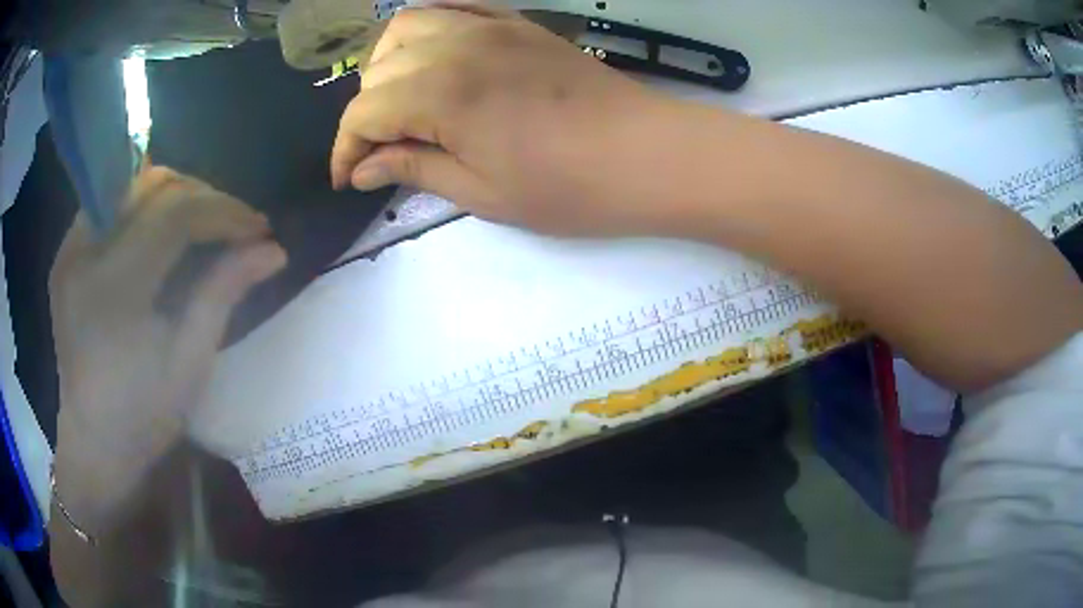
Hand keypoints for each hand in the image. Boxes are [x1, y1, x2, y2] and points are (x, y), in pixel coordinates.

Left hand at [50, 167, 286, 529]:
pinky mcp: (66, 251)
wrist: (91, 441)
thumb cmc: (142, 417)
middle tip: (234, 223)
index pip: (175, 214)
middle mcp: (85, 253)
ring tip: (203, 222)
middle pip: (153, 186)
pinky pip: (112, 203)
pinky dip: (143, 204)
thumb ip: (223, 295)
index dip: (223, 210)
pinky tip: (161, 229)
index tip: (258, 227)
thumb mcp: (189, 364)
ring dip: (175, 194)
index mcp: (114, 290)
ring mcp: (70, 248)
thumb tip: (273, 250)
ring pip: (131, 183)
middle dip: (203, 195)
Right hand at [330, 5, 683, 236]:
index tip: (346, 179)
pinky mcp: (515, 23)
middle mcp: (455, 46)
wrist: (646, 154)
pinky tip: (430, 50)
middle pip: (379, 68)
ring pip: (407, 25)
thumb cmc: (567, 186)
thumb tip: (364, 169)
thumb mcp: (481, 192)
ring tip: (401, 100)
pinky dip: (429, 24)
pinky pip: (455, 5)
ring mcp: (489, 26)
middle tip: (382, 150)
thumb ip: (414, 169)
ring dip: (389, 64)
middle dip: (366, 112)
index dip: (346, 148)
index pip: (363, 112)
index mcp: (441, 93)